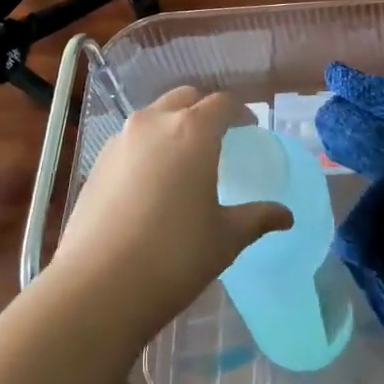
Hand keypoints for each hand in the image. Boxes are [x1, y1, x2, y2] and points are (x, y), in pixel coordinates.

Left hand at [51, 88, 291, 336]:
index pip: (221, 104)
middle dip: (203, 111)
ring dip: (172, 126)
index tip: (249, 129)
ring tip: (184, 160)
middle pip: (183, 99)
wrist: (99, 284)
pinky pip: (130, 141)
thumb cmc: (175, 256)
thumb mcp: (225, 238)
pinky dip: (147, 148)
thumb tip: (286, 215)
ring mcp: (120, 140)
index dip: (239, 113)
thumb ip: (257, 218)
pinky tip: (152, 183)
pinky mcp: (98, 163)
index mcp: (192, 131)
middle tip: (218, 138)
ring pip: (152, 117)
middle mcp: (153, 123)